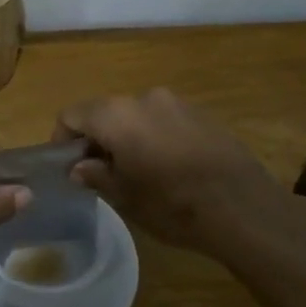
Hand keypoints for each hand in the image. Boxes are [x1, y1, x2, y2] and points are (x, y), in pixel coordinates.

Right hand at [56, 89, 289, 253]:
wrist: (243, 208)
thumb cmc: (172, 205)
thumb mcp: (124, 197)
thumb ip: (95, 175)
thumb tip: (79, 167)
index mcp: (118, 115)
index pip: (72, 115)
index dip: (62, 140)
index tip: (67, 168)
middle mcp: (145, 98)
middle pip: (105, 112)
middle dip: (95, 139)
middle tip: (98, 174)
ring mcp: (177, 103)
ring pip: (135, 116)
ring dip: (125, 138)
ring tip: (134, 173)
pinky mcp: (202, 114)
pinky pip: (163, 121)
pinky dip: (153, 138)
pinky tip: (165, 169)